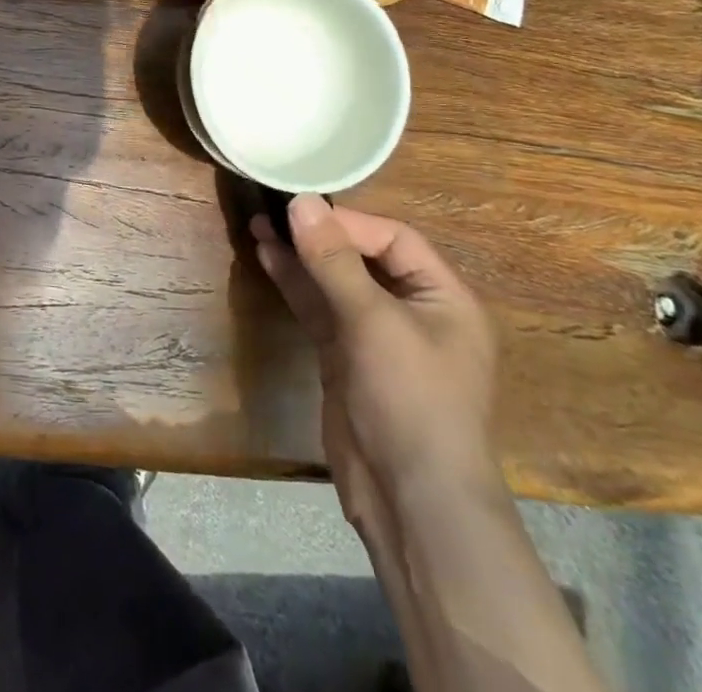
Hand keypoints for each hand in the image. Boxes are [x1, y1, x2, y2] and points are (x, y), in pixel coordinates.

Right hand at [253, 198, 497, 513]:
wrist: (411, 501)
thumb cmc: (410, 399)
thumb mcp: (373, 321)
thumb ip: (334, 260)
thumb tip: (301, 201)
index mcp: (443, 297)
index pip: (394, 239)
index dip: (347, 222)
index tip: (300, 208)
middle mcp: (413, 310)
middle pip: (362, 257)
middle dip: (318, 235)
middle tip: (272, 209)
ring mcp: (377, 336)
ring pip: (334, 282)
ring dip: (300, 256)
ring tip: (259, 225)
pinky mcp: (347, 357)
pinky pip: (321, 308)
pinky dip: (296, 284)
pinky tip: (268, 258)